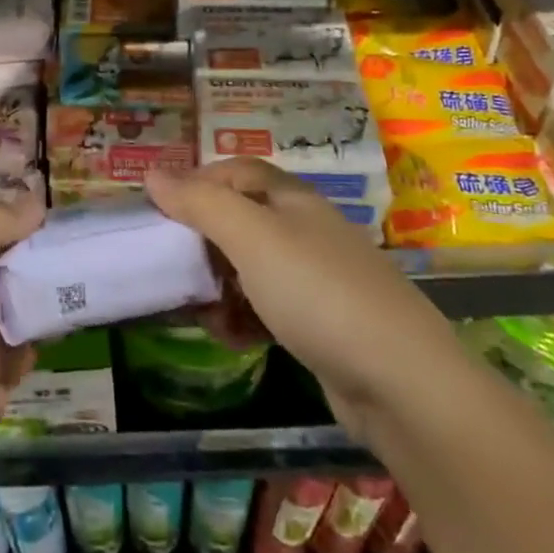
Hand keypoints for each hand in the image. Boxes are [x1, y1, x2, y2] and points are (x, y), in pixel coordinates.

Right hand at [147, 159, 434, 420]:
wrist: (401, 382)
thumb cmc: (317, 292)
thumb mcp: (251, 238)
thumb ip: (200, 203)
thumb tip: (152, 173)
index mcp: (291, 199)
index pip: (235, 171)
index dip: (196, 182)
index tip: (158, 209)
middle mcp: (304, 230)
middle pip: (240, 218)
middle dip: (201, 239)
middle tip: (169, 264)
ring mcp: (316, 278)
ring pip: (250, 267)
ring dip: (218, 283)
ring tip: (196, 309)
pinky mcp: (321, 323)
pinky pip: (268, 306)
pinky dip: (243, 316)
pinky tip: (231, 337)